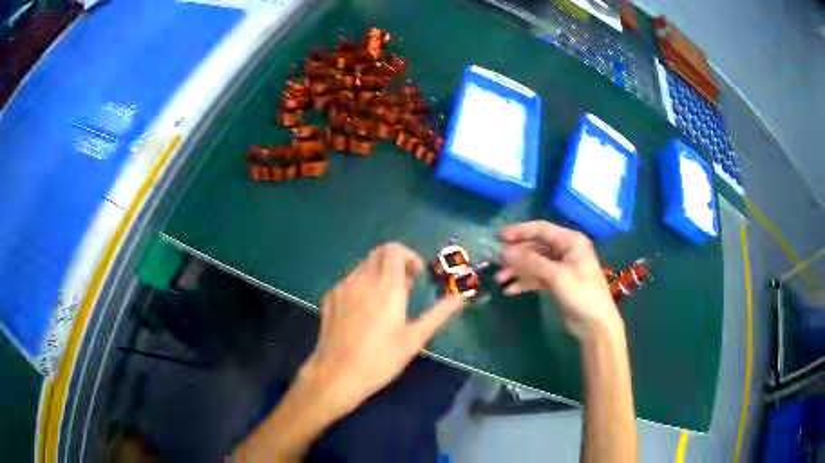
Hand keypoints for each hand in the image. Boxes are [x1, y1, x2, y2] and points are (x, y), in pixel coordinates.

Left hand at [301, 243, 465, 415]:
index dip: (408, 257)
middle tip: (405, 288)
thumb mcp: (414, 339)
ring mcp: (342, 287)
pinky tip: (364, 313)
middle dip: (395, 263)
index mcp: (385, 285)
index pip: (394, 250)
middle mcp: (361, 279)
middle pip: (378, 254)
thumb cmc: (380, 359)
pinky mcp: (329, 298)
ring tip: (386, 303)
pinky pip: (349, 281)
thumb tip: (460, 297)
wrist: (336, 375)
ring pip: (363, 266)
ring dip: (378, 274)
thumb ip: (439, 314)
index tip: (416, 276)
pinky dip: (362, 285)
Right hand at [495, 221, 620, 339]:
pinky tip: (510, 290)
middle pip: (535, 246)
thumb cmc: (581, 293)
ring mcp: (561, 267)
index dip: (519, 231)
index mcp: (570, 241)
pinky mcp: (557, 283)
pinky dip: (524, 282)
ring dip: (517, 270)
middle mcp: (565, 250)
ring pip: (534, 263)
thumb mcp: (556, 275)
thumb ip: (529, 262)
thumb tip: (503, 251)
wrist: (595, 324)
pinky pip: (536, 277)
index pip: (541, 229)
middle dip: (515, 254)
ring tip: (499, 279)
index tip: (498, 237)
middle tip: (494, 261)